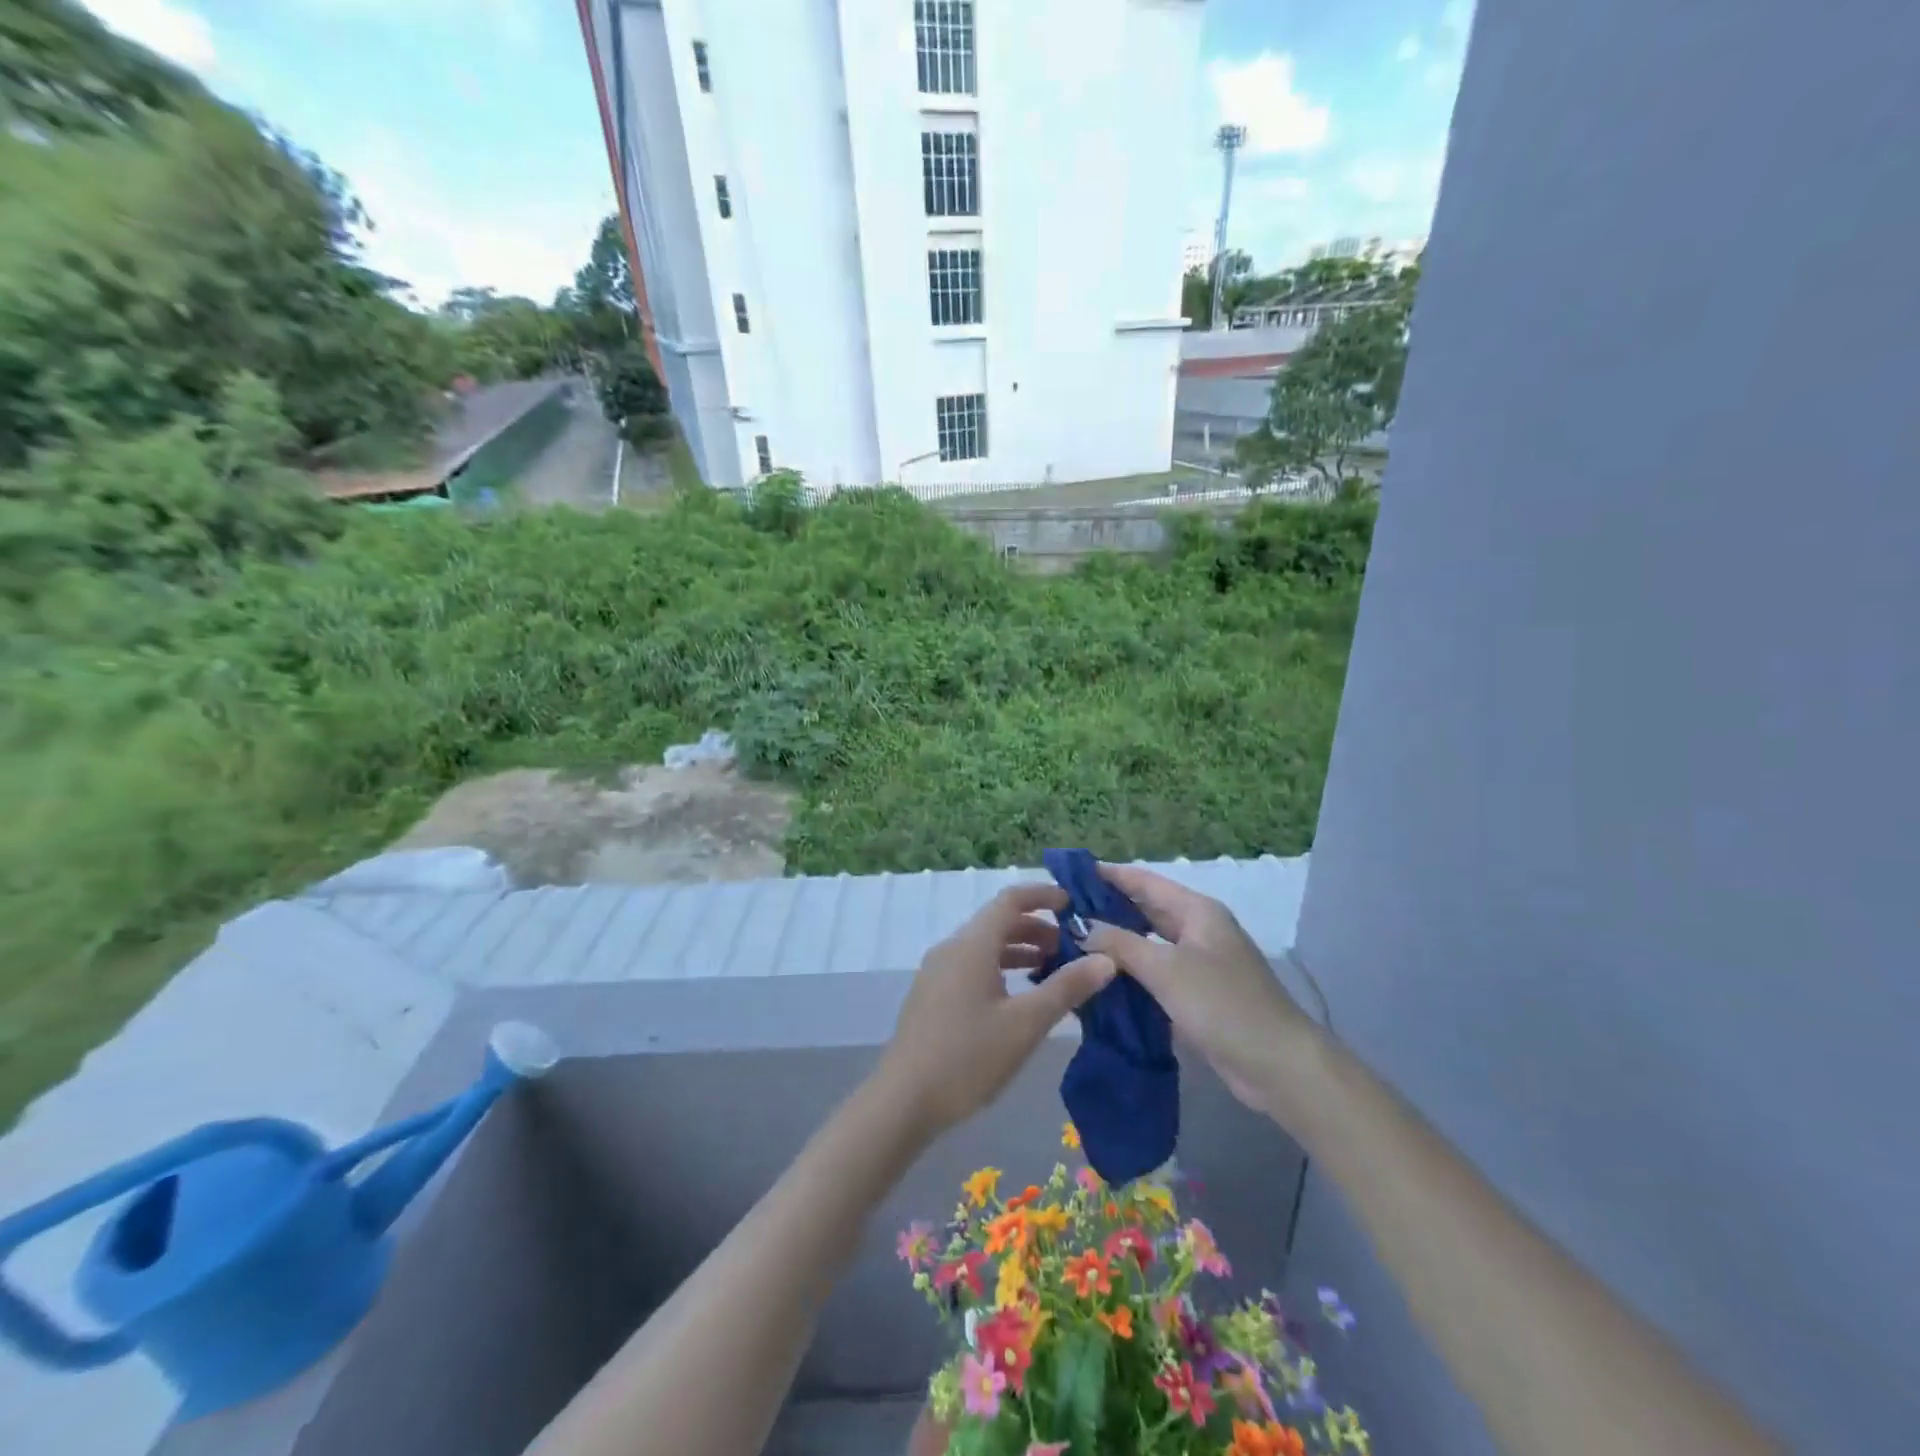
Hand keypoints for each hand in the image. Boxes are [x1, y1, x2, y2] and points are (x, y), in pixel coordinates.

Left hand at [876, 884, 1115, 1136]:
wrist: (903, 1100)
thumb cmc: (968, 1057)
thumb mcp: (1026, 1024)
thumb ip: (1066, 988)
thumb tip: (1106, 958)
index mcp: (972, 944)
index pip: (1010, 899)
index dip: (1043, 895)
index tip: (1074, 904)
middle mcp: (952, 948)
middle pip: (997, 921)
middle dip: (1037, 928)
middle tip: (1073, 947)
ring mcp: (937, 971)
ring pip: (984, 946)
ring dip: (1019, 949)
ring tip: (1052, 971)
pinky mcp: (932, 995)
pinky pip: (972, 965)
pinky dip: (1000, 967)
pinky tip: (1017, 997)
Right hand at [1081, 864, 1316, 1118]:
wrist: (1278, 1066)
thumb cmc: (1223, 1004)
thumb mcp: (1166, 969)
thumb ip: (1120, 944)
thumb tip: (1082, 926)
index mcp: (1196, 911)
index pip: (1144, 882)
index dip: (1109, 875)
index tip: (1069, 874)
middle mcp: (1198, 930)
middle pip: (1145, 911)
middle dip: (1107, 910)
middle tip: (1063, 913)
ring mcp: (1199, 964)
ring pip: (1148, 945)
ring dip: (1116, 945)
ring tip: (1072, 944)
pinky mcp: (1197, 995)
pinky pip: (1155, 975)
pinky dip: (1130, 975)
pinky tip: (1100, 981)